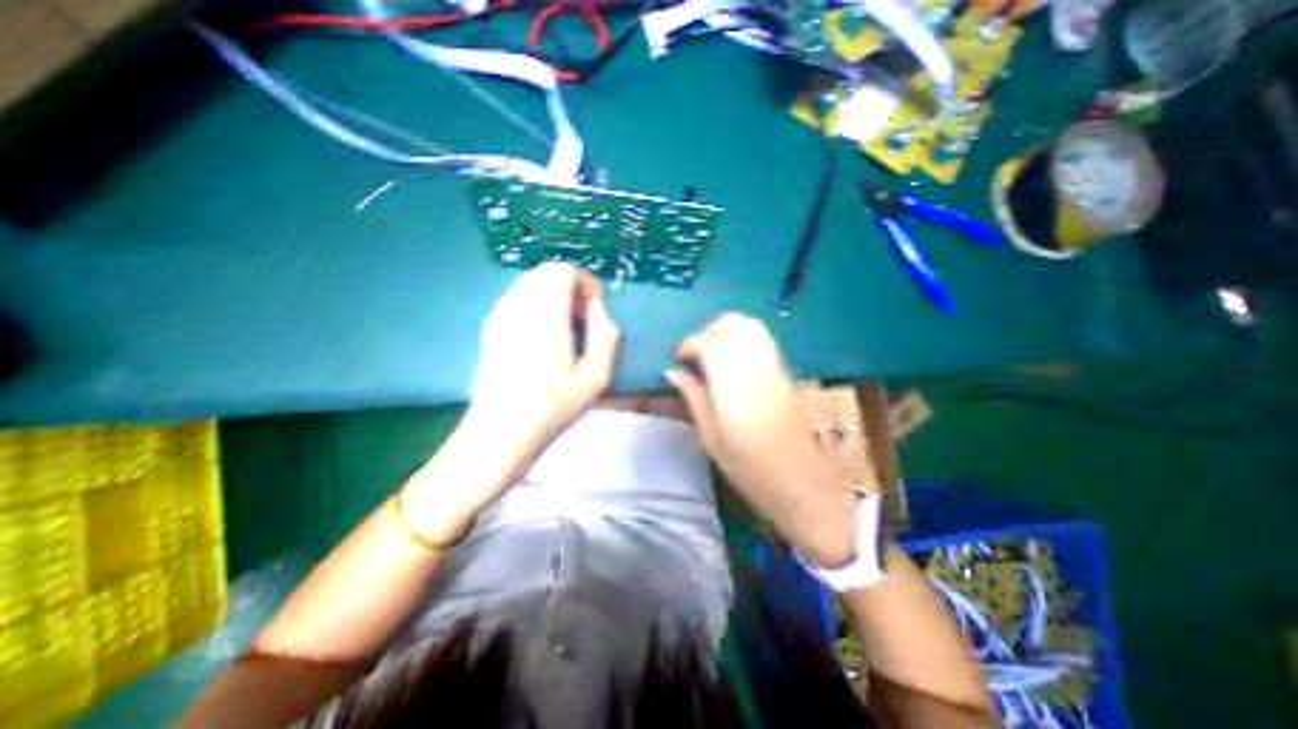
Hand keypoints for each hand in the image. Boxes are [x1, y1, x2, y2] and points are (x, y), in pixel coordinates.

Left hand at [468, 263, 623, 464]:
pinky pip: (518, 297)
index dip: (585, 282)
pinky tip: (541, 334)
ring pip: (530, 282)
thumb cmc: (554, 405)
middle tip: (581, 317)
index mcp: (546, 316)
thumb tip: (597, 308)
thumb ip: (606, 334)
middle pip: (546, 272)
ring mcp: (500, 314)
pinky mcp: (491, 324)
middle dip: (570, 287)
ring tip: (563, 326)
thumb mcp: (597, 376)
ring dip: (553, 294)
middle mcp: (518, 306)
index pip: (563, 271)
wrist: (502, 427)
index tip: (594, 308)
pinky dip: (536, 303)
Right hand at [668, 312, 857, 563]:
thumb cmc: (749, 469)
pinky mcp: (785, 372)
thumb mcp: (710, 437)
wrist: (801, 484)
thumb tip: (672, 372)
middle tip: (696, 353)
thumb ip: (693, 397)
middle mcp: (755, 368)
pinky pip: (763, 340)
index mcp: (732, 387)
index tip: (679, 359)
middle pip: (733, 324)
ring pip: (751, 326)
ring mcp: (774, 367)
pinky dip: (744, 338)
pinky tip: (734, 359)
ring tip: (714, 352)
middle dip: (709, 330)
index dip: (689, 344)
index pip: (709, 343)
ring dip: (727, 330)